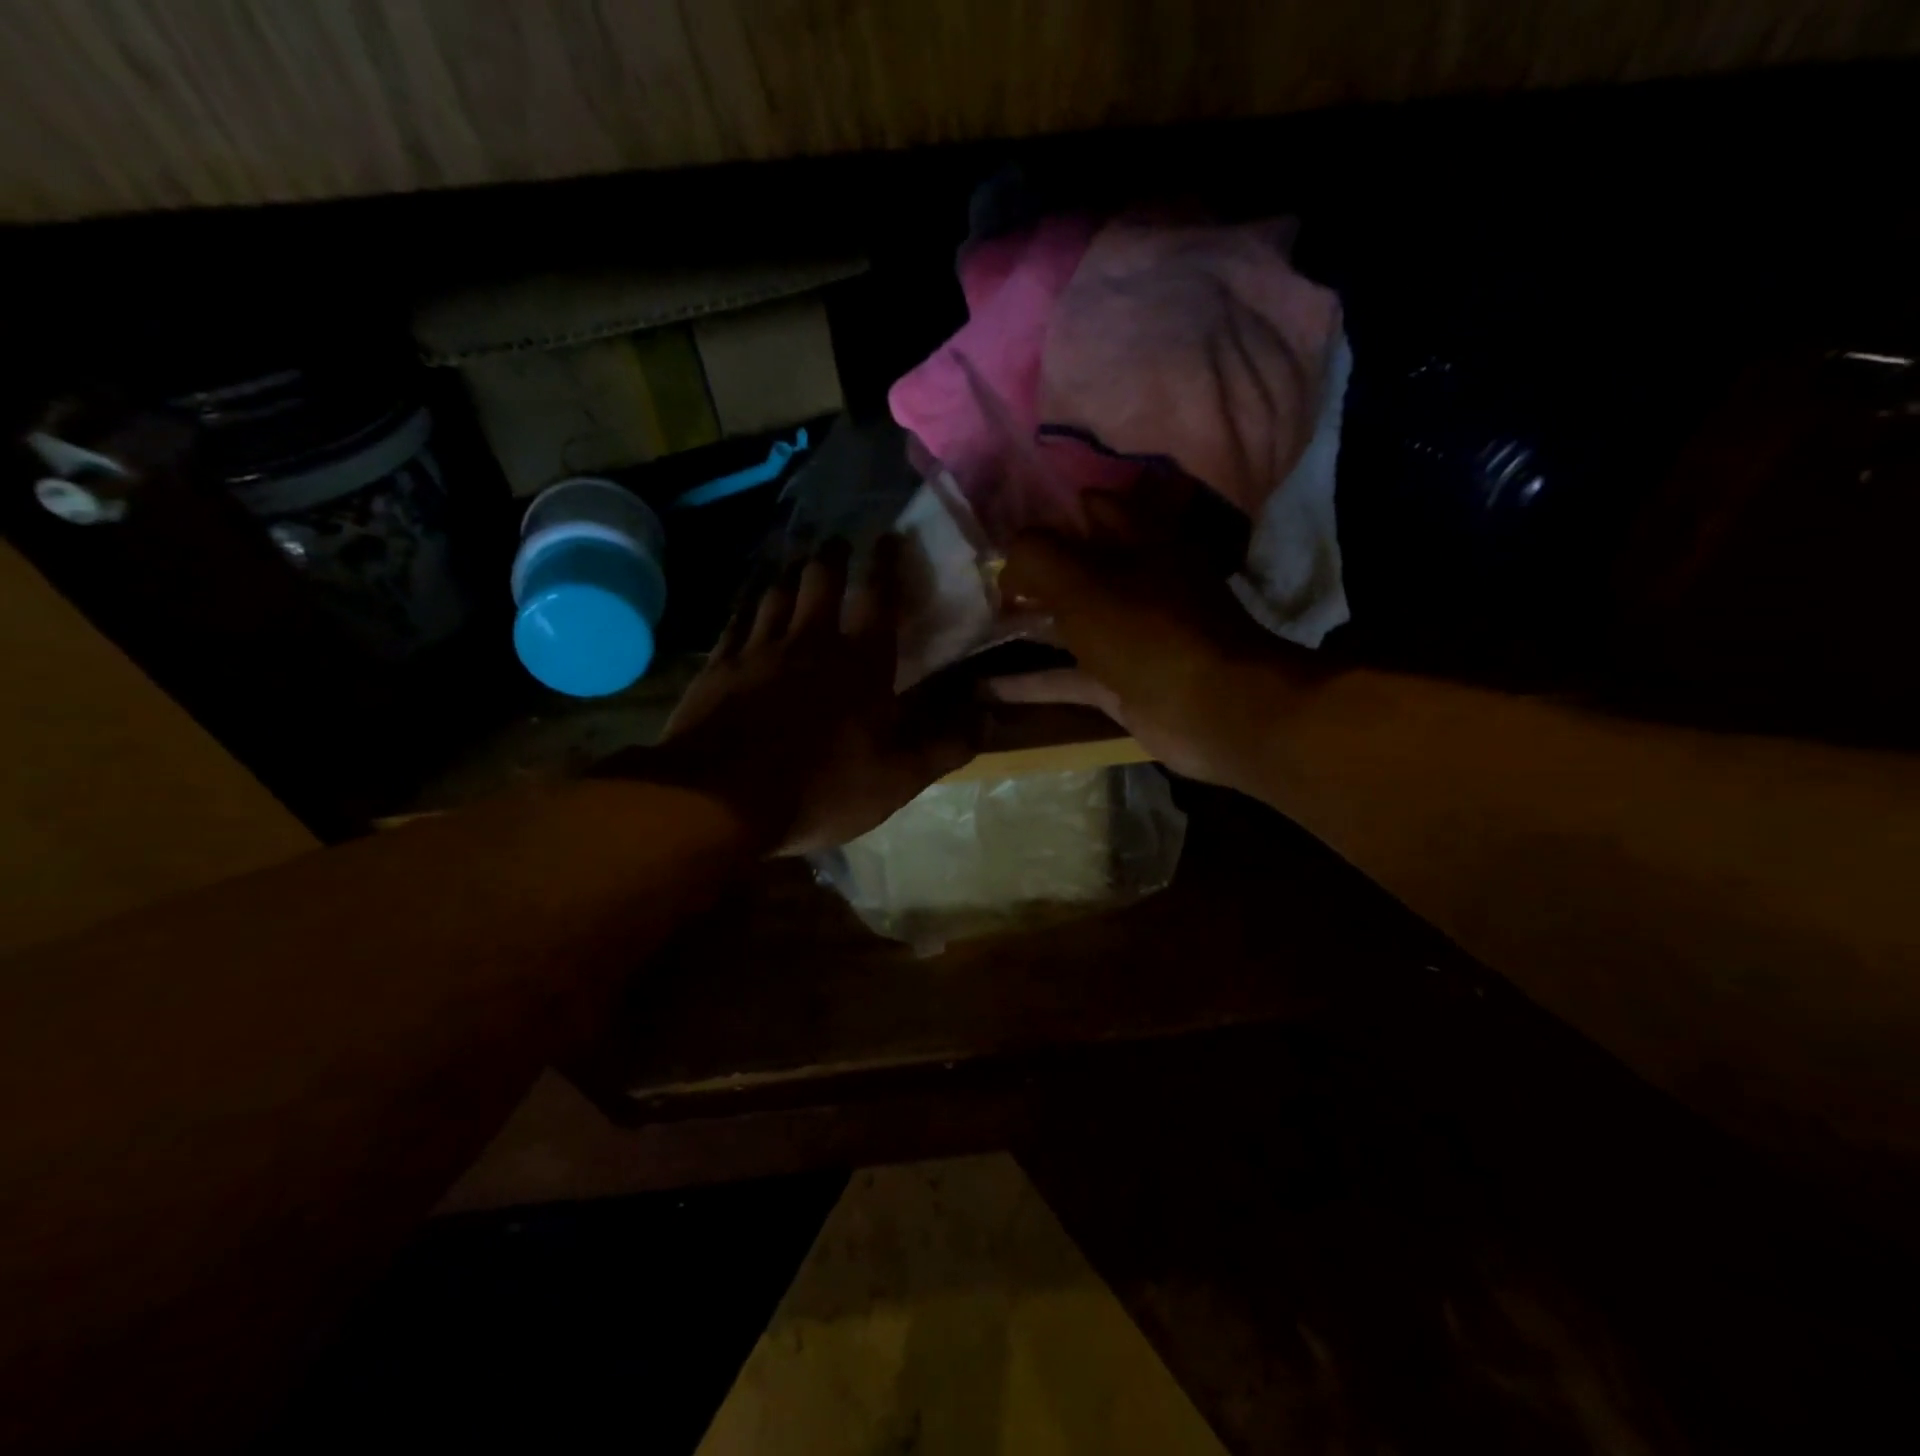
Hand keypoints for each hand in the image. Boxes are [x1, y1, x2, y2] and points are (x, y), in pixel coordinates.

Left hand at [614, 537, 979, 853]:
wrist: (719, 799)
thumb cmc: (821, 788)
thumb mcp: (898, 778)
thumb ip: (945, 744)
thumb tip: (988, 715)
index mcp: (860, 662)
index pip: (879, 598)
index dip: (887, 564)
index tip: (889, 536)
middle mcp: (809, 641)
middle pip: (820, 581)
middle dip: (833, 557)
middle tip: (838, 543)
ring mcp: (758, 650)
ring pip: (776, 593)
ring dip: (790, 573)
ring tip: (796, 562)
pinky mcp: (718, 667)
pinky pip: (735, 620)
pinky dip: (747, 603)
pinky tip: (748, 600)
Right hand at [995, 490, 1312, 787]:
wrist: (1210, 709)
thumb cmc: (1145, 630)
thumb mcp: (1081, 580)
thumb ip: (1034, 557)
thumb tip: (1005, 562)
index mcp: (1137, 539)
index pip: (1089, 507)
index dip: (1047, 513)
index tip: (1001, 529)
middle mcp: (1135, 581)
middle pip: (1075, 567)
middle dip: (1029, 573)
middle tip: (977, 582)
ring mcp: (1128, 635)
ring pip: (1068, 623)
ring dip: (1026, 625)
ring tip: (974, 627)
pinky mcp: (1119, 682)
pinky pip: (1066, 676)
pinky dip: (1031, 682)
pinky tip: (987, 688)